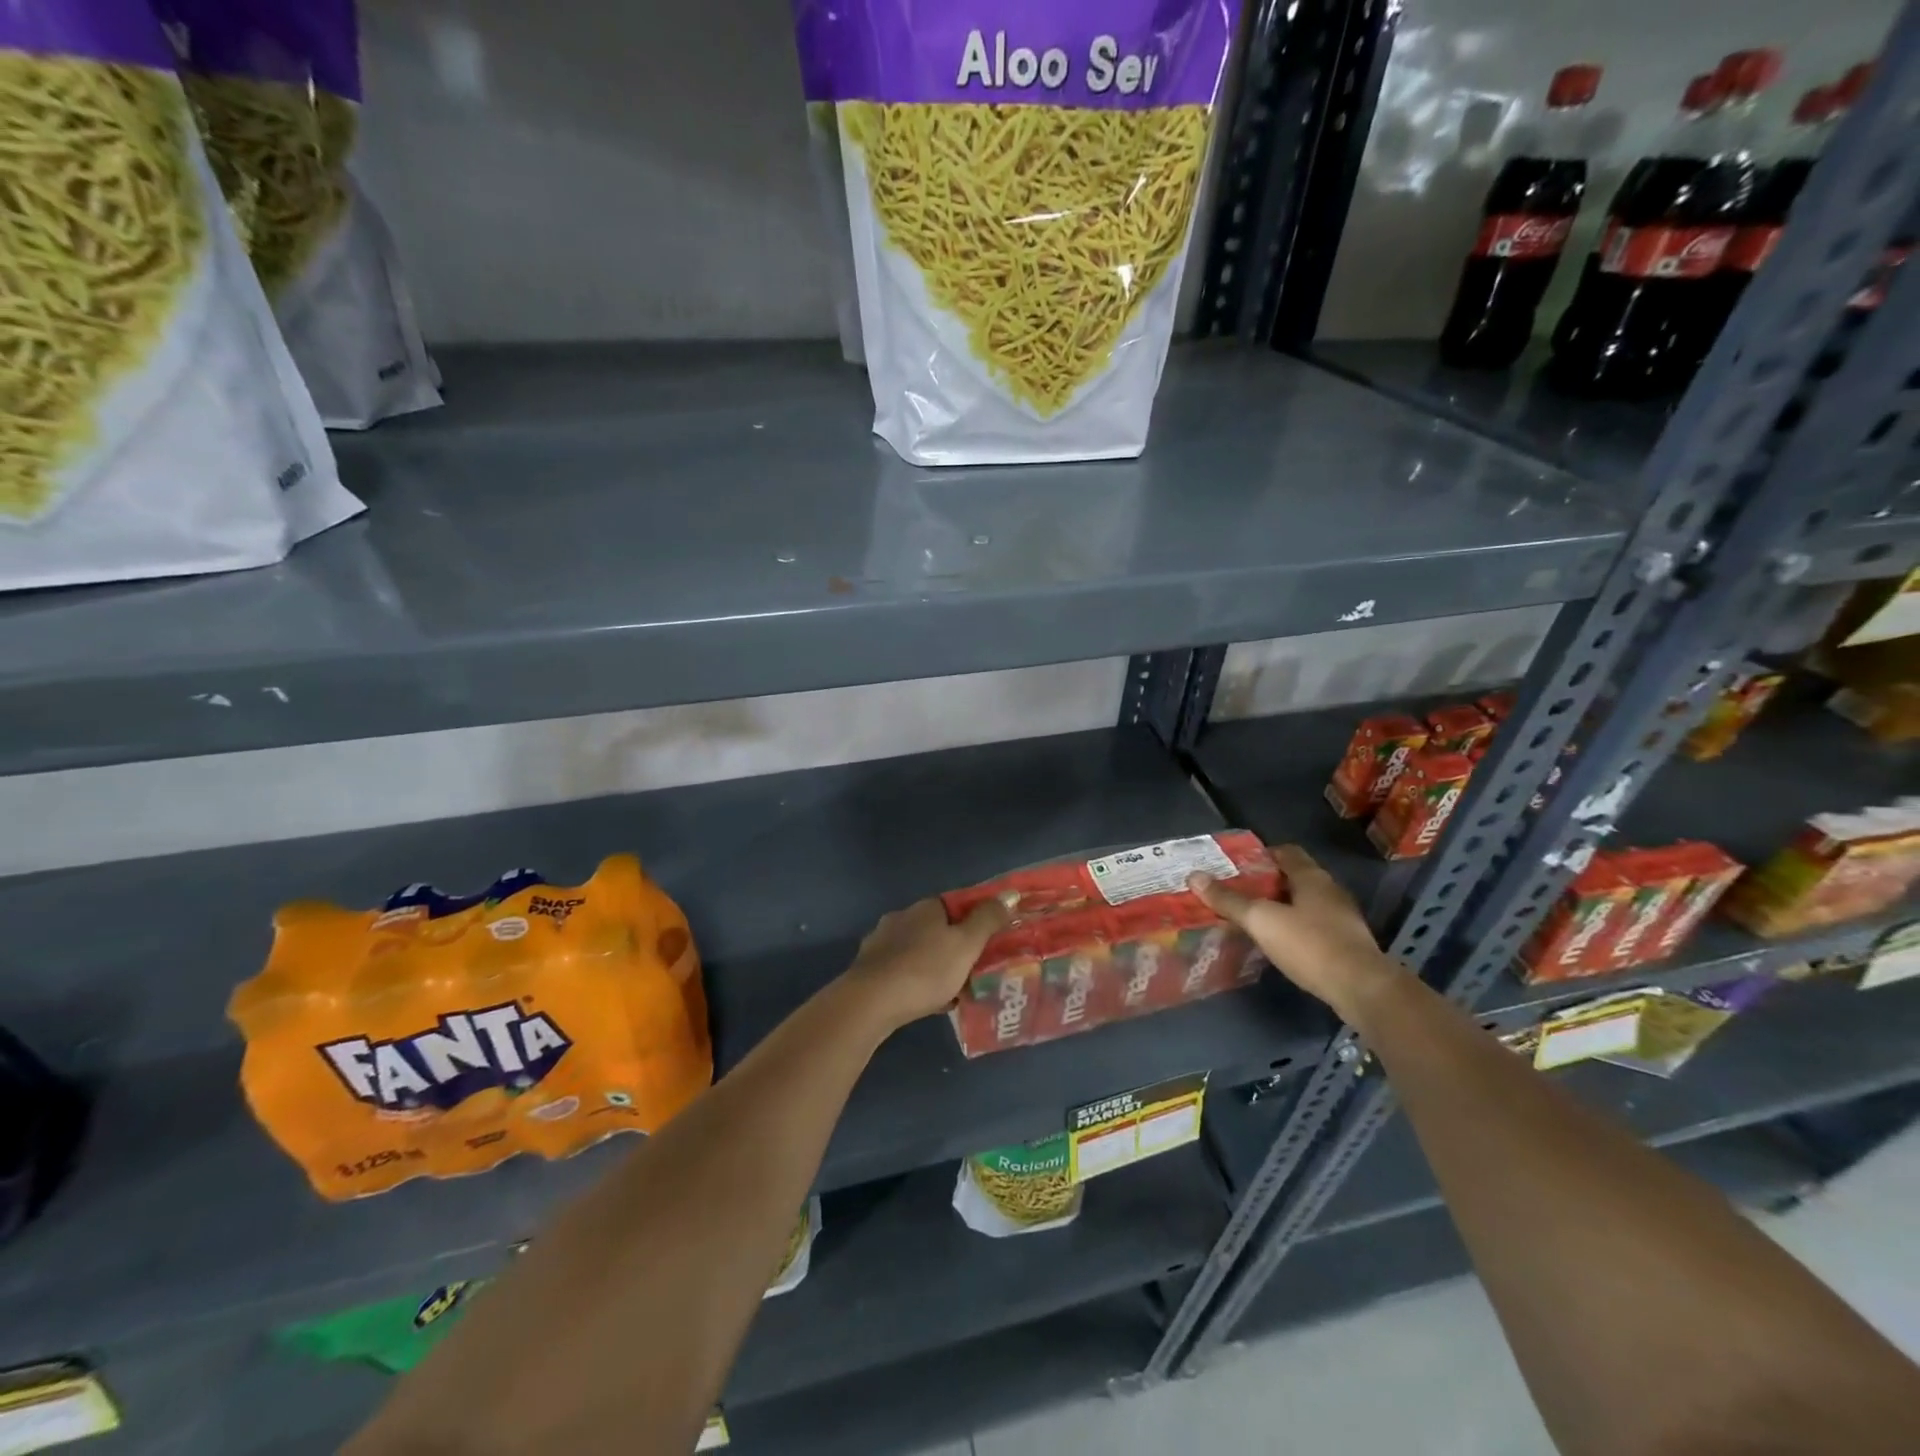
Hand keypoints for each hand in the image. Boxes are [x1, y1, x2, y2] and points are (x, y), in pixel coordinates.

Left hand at [839, 894, 1013, 1031]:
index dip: (975, 921)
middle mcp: (901, 918)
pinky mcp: (869, 968)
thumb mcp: (967, 944)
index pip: (956, 905)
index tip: (988, 943)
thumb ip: (988, 919)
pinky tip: (927, 1002)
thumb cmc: (925, 970)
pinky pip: (903, 971)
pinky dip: (917, 982)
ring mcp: (881, 942)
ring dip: (936, 966)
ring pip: (919, 951)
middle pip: (937, 929)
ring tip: (954, 991)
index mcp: (926, 908)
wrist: (871, 1002)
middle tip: (973, 971)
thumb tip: (1009, 894)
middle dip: (955, 947)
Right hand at [1189, 845, 1401, 1022]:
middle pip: (1294, 877)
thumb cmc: (1310, 945)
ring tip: (1252, 918)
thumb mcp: (1262, 920)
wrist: (1362, 989)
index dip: (1261, 855)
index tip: (1236, 867)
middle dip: (1266, 883)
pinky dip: (1294, 928)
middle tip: (1237, 893)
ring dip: (1281, 907)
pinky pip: (1314, 926)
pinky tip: (1278, 943)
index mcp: (1311, 877)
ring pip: (1304, 903)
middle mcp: (1330, 891)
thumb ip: (1229, 900)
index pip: (1285, 852)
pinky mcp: (1346, 943)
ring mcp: (1341, 918)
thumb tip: (1194, 876)